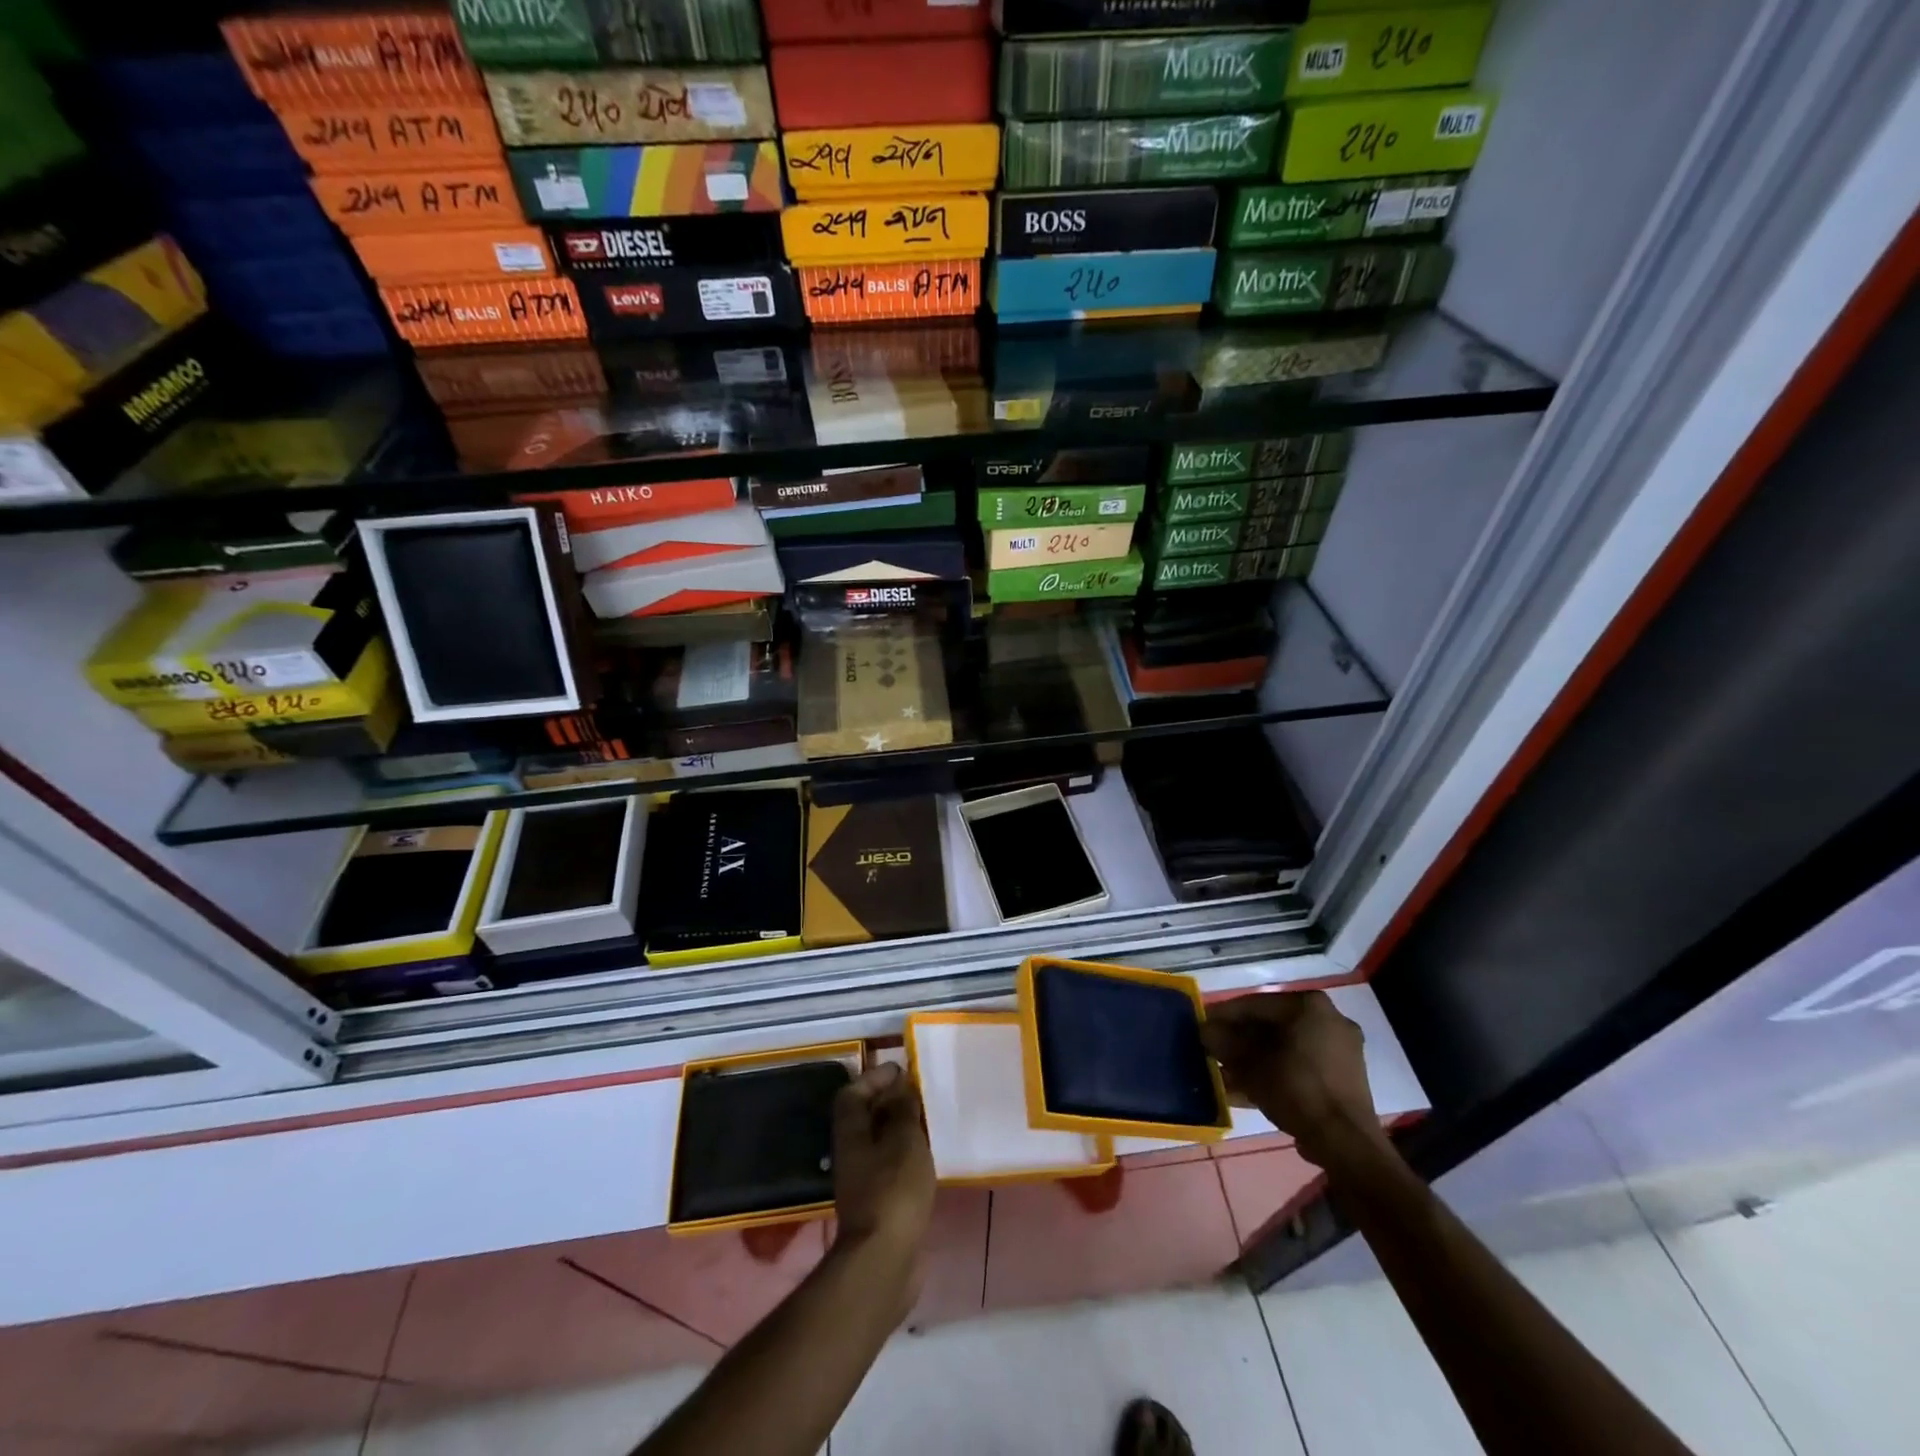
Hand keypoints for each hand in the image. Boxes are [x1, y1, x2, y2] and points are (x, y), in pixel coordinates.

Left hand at [831, 1063, 935, 1261]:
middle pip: (866, 1117)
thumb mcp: (904, 1140)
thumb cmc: (893, 1190)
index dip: (874, 1077)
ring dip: (901, 1129)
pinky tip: (929, 1157)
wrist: (885, 1260)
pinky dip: (908, 1156)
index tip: (900, 1069)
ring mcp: (864, 1181)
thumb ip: (903, 1111)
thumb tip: (902, 1086)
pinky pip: (892, 1167)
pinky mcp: (880, 1204)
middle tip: (920, 1092)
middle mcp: (852, 1154)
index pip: (852, 1093)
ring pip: (881, 1143)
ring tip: (929, 1120)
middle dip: (890, 1101)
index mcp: (851, 1133)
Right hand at [1200, 991, 1385, 1170]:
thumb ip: (1224, 1043)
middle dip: (1239, 1039)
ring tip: (1225, 1073)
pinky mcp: (1344, 1076)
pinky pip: (1301, 1065)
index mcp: (1309, 1005)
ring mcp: (1340, 1049)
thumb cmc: (1295, 1089)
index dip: (1223, 1015)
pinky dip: (1275, 1072)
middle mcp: (1329, 1019)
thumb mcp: (1249, 1065)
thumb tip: (1205, 1032)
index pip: (1255, 1004)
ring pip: (1285, 1047)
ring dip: (1254, 1059)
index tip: (1201, 1025)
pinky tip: (1247, 1089)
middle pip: (1271, 1025)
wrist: (1344, 1142)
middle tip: (1213, 1050)